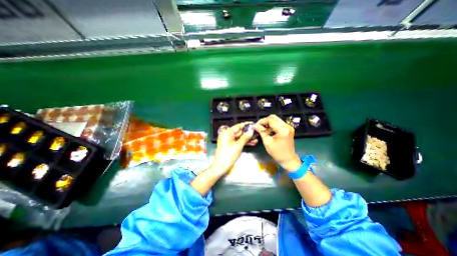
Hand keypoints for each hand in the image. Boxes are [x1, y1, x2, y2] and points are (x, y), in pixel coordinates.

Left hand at [212, 122, 258, 173]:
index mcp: (227, 133)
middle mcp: (227, 135)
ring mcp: (229, 140)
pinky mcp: (230, 145)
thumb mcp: (238, 145)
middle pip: (239, 132)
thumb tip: (252, 130)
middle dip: (248, 133)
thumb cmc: (228, 155)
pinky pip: (238, 141)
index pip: (238, 126)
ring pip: (240, 137)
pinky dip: (244, 142)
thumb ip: (245, 137)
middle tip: (257, 133)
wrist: (221, 167)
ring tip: (256, 139)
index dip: (246, 125)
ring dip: (247, 138)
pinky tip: (252, 143)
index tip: (253, 124)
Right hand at [256, 115, 302, 171]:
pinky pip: (278, 123)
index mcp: (283, 130)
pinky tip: (268, 131)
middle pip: (273, 117)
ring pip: (276, 120)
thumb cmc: (277, 152)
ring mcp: (288, 127)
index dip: (262, 121)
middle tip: (259, 127)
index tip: (256, 126)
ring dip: (268, 123)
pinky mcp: (288, 129)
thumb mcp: (267, 142)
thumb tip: (255, 125)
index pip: (270, 119)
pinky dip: (272, 126)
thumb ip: (261, 132)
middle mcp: (287, 126)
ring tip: (263, 130)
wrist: (288, 159)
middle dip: (265, 121)